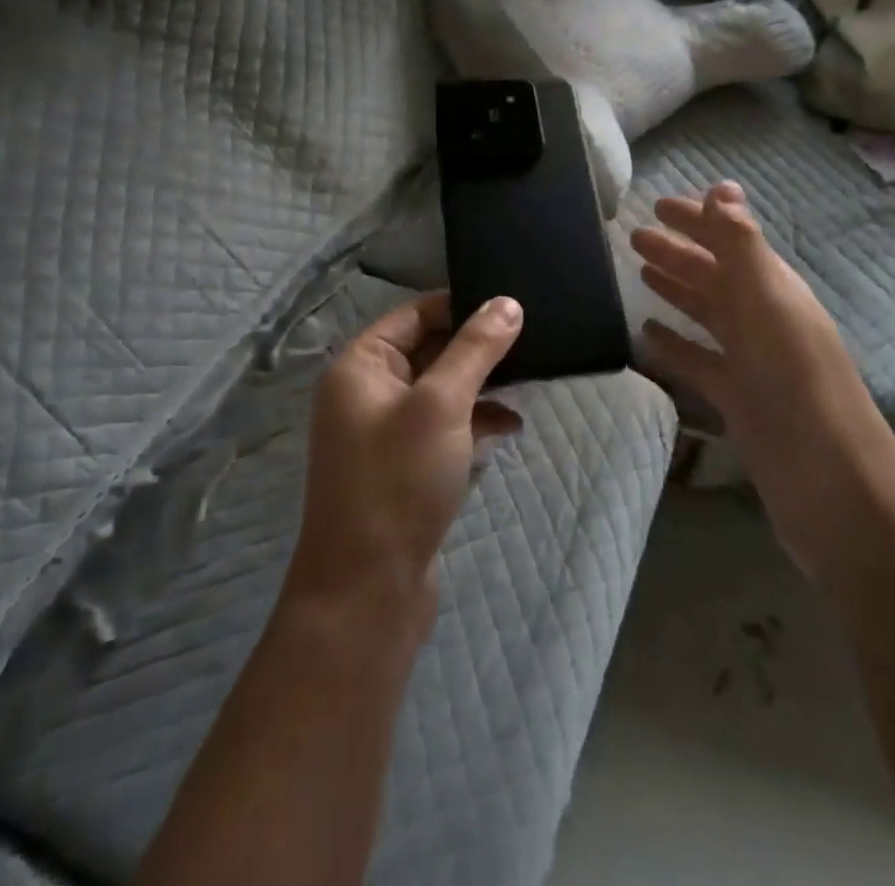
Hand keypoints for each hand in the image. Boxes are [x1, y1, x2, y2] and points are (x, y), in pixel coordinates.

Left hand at [284, 292, 523, 637]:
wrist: (367, 592)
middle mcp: (368, 390)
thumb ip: (475, 349)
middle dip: (478, 346)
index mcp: (360, 365)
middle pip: (430, 347)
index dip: (463, 304)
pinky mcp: (405, 463)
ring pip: (442, 387)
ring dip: (482, 383)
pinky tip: (511, 425)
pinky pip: (445, 424)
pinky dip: (475, 419)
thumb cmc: (398, 481)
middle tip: (533, 337)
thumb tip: (508, 302)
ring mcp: (386, 430)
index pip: (416, 313)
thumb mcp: (442, 405)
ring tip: (531, 377)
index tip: (513, 304)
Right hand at [631, 182, 894, 585]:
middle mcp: (764, 319)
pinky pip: (699, 361)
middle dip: (678, 251)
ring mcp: (751, 362)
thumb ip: (742, 245)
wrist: (832, 489)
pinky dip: (675, 345)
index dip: (696, 219)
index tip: (655, 205)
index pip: (729, 240)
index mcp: (774, 290)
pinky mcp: (738, 401)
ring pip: (706, 314)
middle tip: (632, 237)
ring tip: (638, 273)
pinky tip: (647, 336)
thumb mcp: (769, 304)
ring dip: (676, 290)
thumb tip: (723, 186)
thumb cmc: (797, 385)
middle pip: (714, 275)